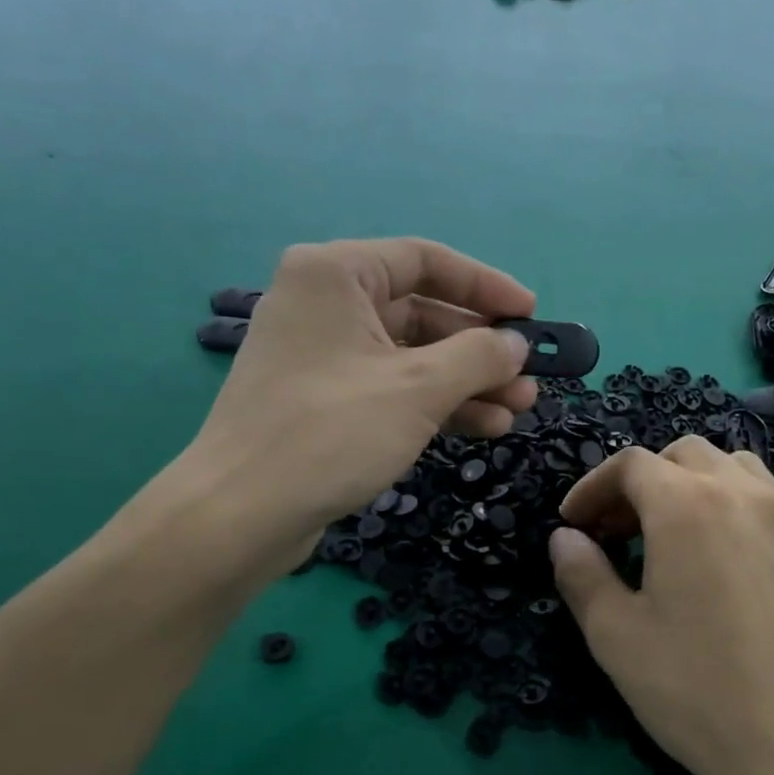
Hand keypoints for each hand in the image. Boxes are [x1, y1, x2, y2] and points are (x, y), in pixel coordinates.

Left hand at [185, 239, 538, 569]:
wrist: (242, 514)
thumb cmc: (331, 432)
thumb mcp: (419, 388)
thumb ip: (478, 357)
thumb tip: (516, 345)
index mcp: (336, 273)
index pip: (426, 260)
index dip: (486, 286)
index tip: (531, 315)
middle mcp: (326, 302)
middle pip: (423, 312)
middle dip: (481, 349)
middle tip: (529, 378)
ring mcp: (323, 353)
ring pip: (412, 355)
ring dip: (467, 381)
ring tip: (517, 409)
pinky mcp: (325, 398)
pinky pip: (392, 386)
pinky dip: (436, 403)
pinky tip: (483, 426)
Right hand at [548, 436, 773, 774]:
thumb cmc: (697, 688)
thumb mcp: (616, 636)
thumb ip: (582, 575)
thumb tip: (565, 539)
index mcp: (686, 504)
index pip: (630, 464)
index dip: (592, 486)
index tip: (573, 523)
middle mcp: (741, 494)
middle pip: (682, 455)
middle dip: (640, 481)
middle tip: (616, 531)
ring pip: (731, 468)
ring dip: (690, 484)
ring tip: (668, 534)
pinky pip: (763, 502)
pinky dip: (727, 507)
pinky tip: (717, 564)